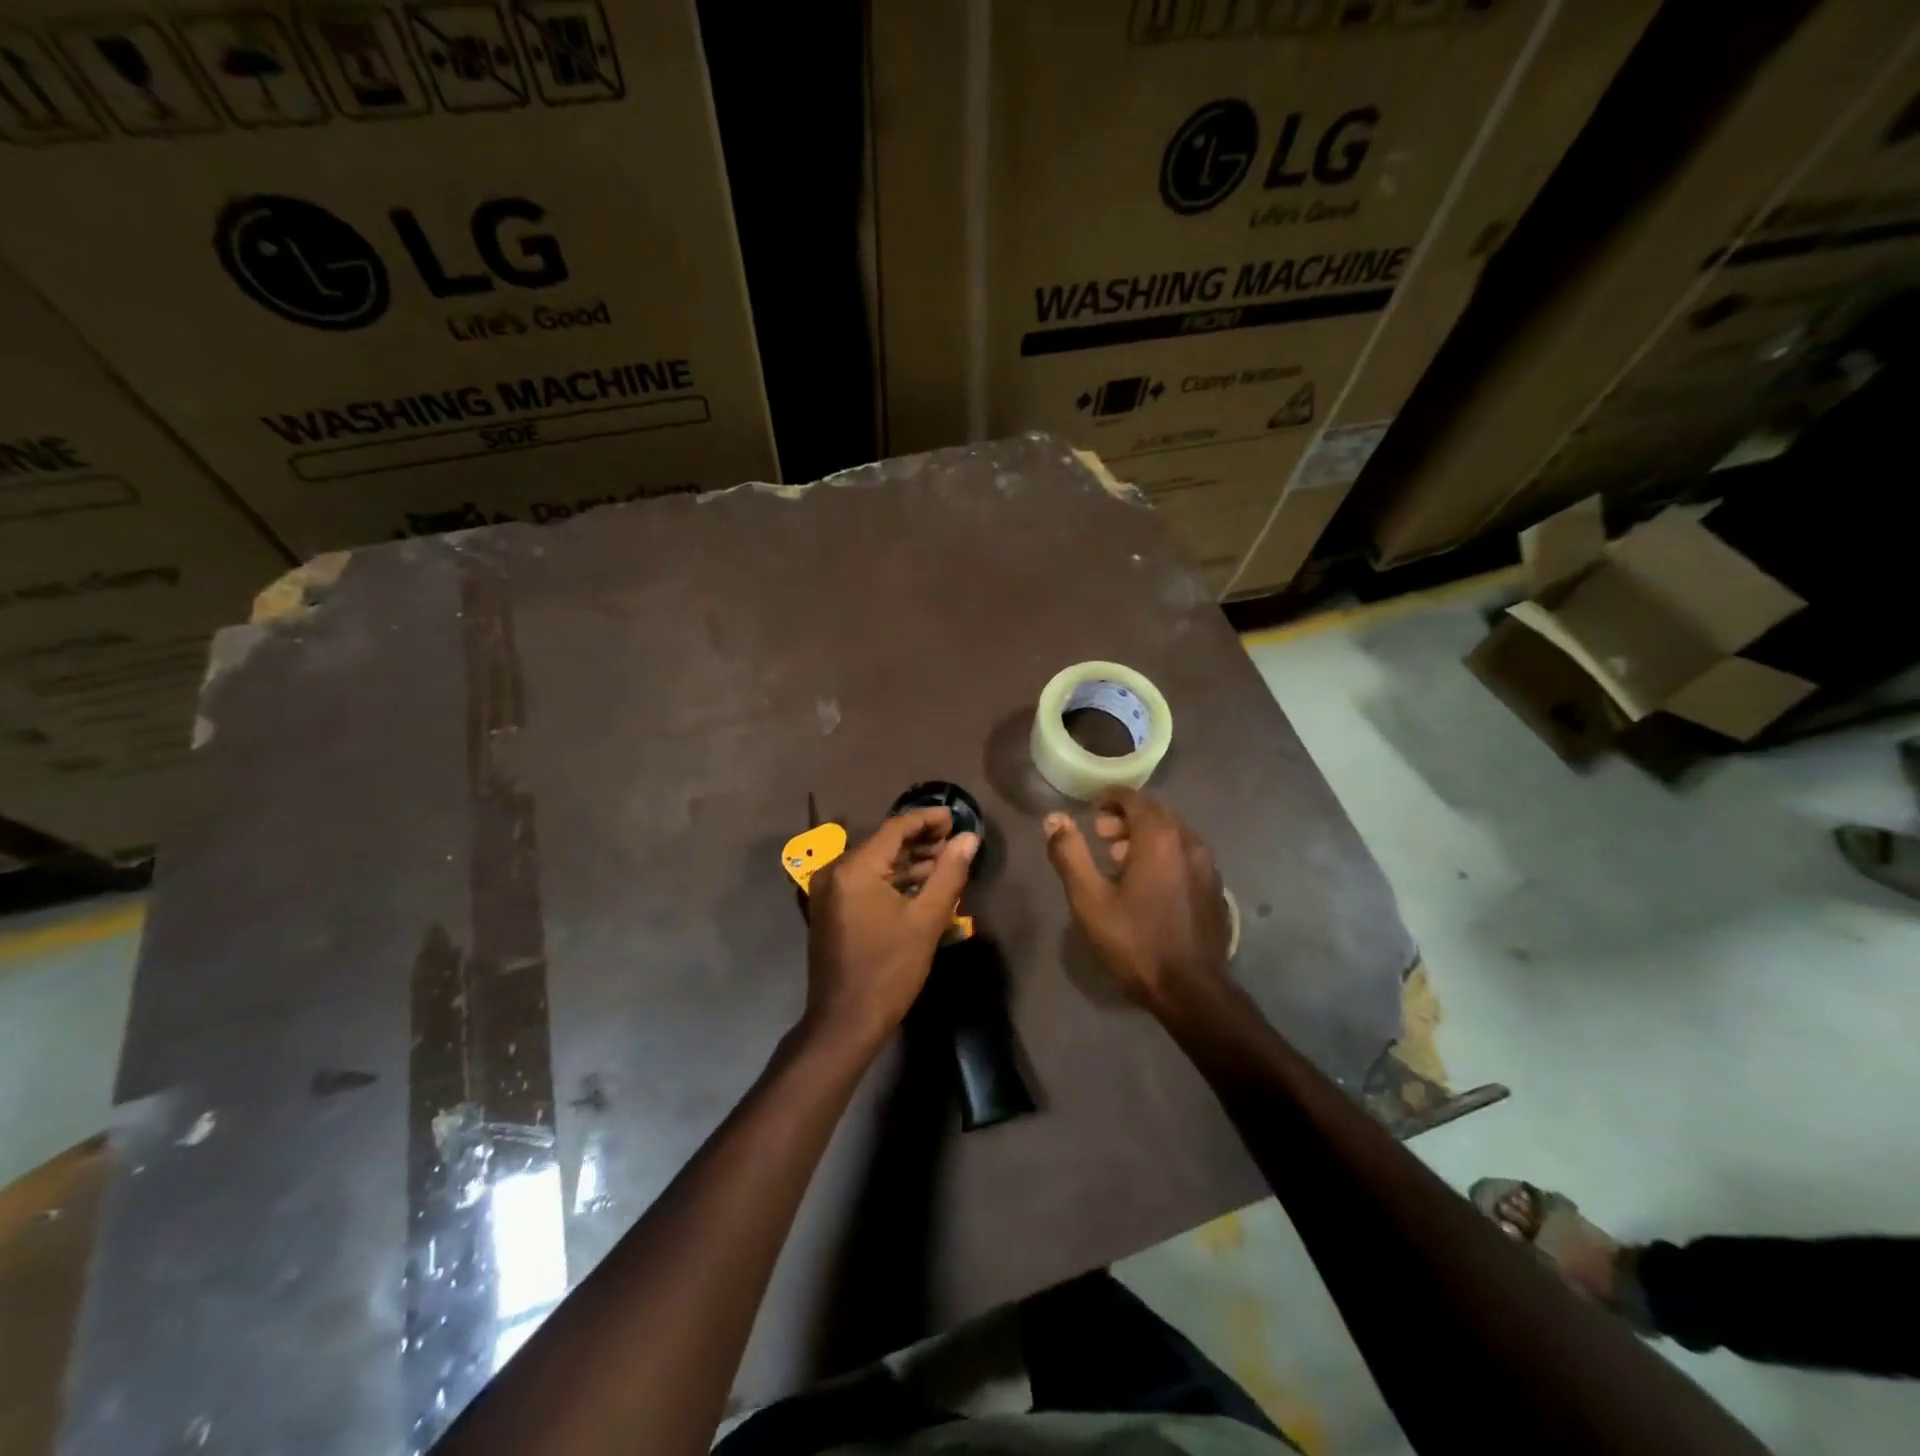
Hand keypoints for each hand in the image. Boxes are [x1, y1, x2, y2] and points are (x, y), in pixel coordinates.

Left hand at [806, 807, 978, 1047]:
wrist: (845, 1022)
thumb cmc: (889, 970)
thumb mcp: (927, 920)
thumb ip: (949, 873)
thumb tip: (969, 838)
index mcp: (854, 868)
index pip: (895, 828)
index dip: (927, 819)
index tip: (955, 817)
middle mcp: (834, 871)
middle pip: (883, 842)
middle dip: (920, 839)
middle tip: (954, 840)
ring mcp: (828, 890)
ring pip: (875, 862)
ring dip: (908, 860)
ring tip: (944, 860)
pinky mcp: (830, 908)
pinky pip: (865, 880)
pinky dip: (892, 878)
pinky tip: (920, 883)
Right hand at [1043, 788, 1230, 1007]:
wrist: (1191, 990)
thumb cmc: (1135, 941)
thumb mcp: (1090, 899)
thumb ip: (1070, 854)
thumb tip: (1054, 819)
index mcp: (1160, 838)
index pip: (1135, 799)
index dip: (1111, 798)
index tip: (1091, 806)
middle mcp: (1189, 842)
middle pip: (1156, 814)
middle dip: (1126, 818)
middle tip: (1100, 835)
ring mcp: (1207, 866)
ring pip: (1173, 835)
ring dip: (1145, 837)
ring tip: (1118, 860)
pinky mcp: (1214, 888)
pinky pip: (1185, 856)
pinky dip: (1164, 855)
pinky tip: (1147, 883)